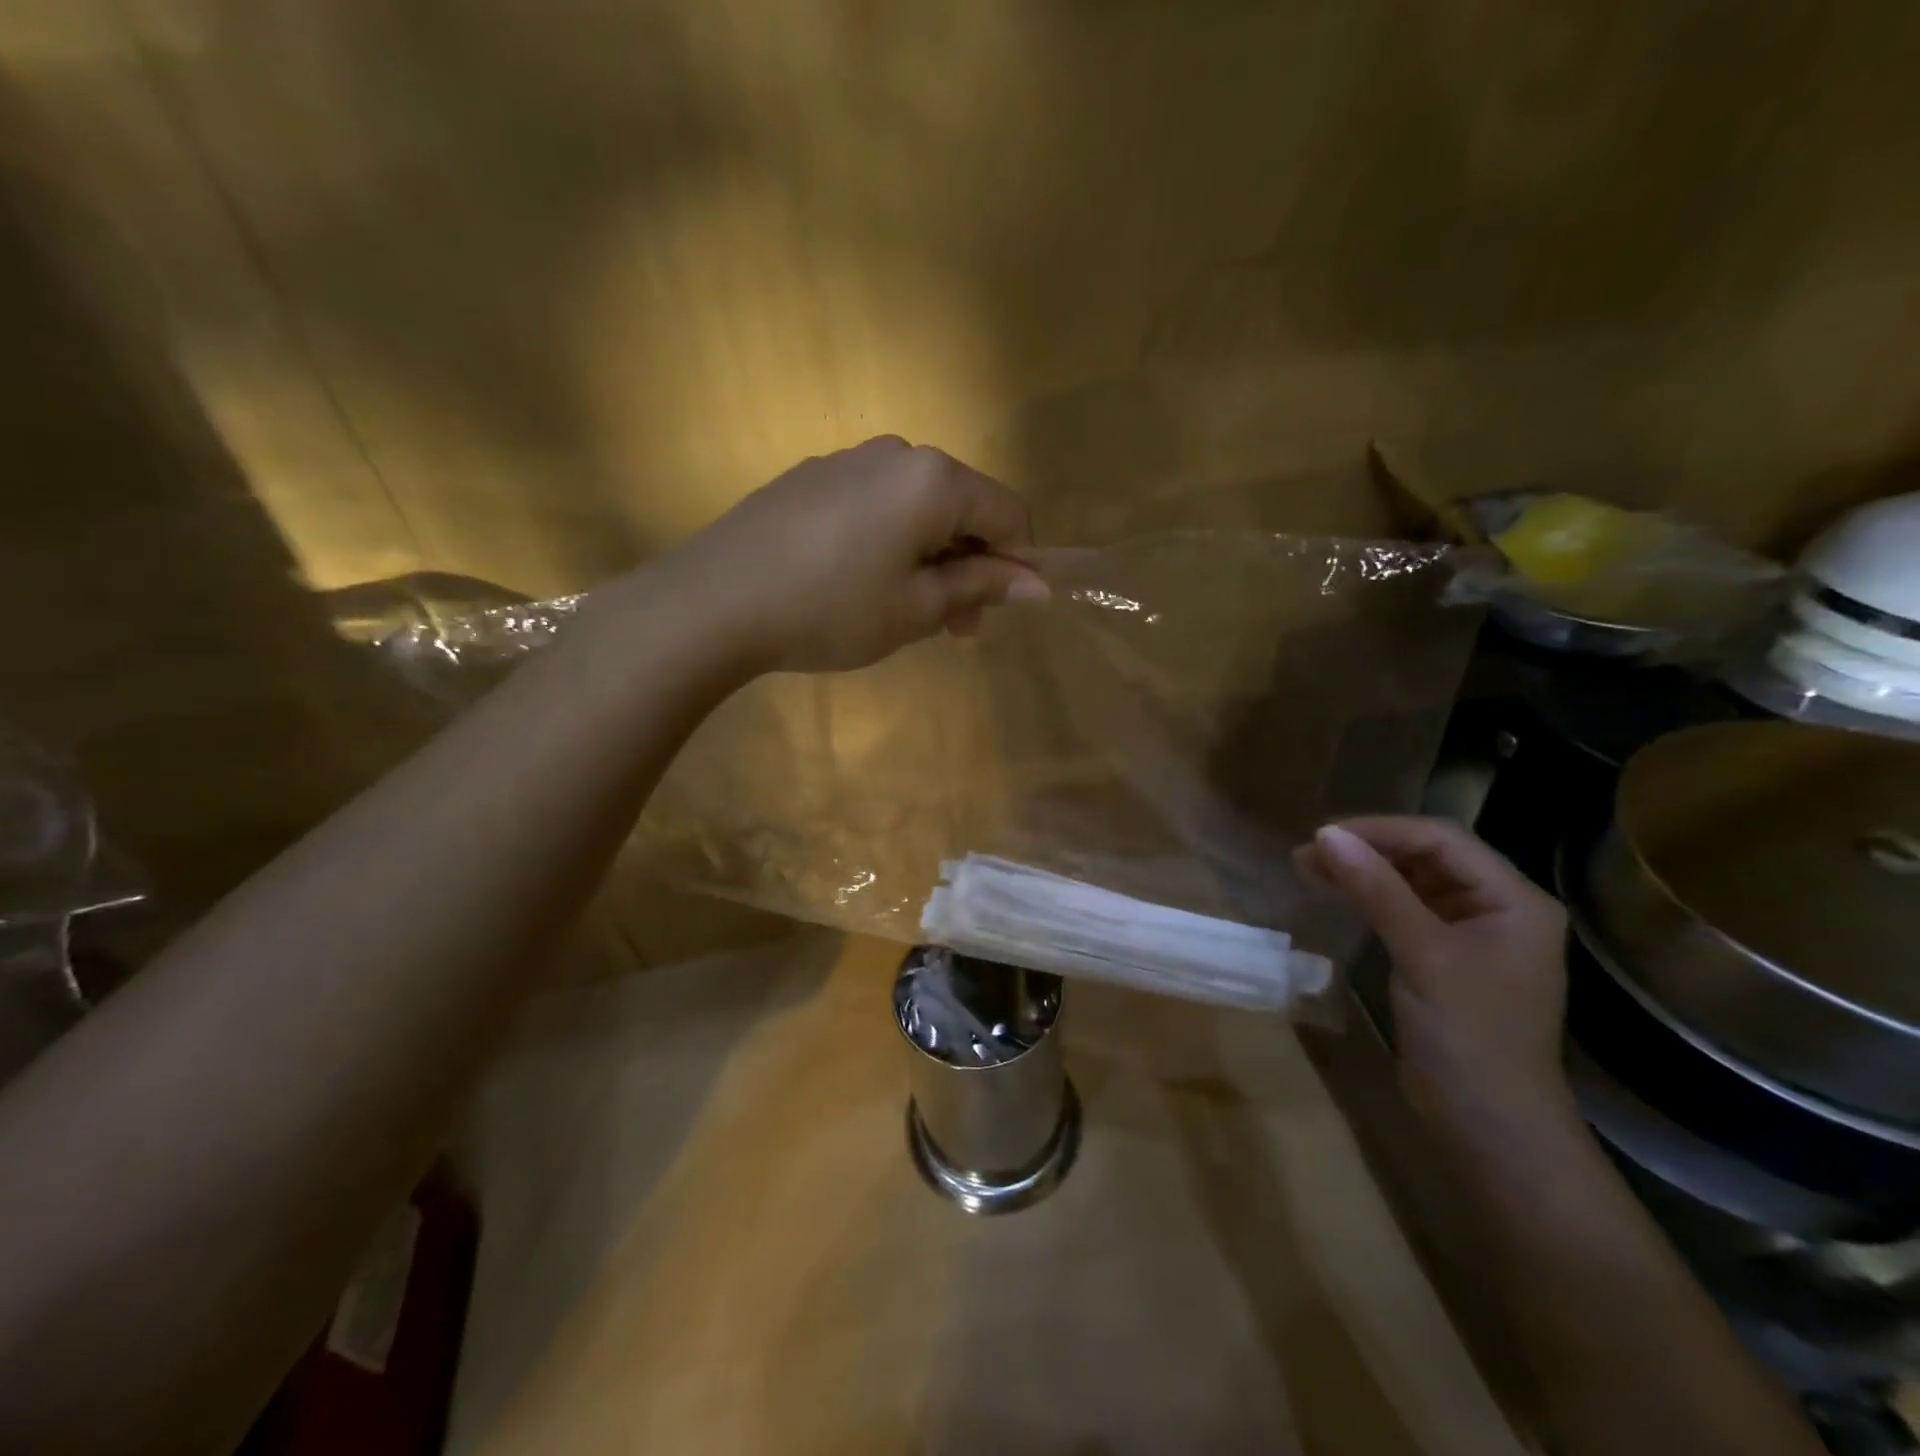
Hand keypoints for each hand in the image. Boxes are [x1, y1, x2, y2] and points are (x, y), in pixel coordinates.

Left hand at [670, 436, 1047, 673]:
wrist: (714, 601)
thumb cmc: (831, 609)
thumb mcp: (917, 609)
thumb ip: (981, 587)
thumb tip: (1037, 584)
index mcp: (934, 479)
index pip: (1008, 512)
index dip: (1018, 562)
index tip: (1000, 611)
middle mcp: (896, 453)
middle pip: (962, 506)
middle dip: (970, 565)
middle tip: (952, 627)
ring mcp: (848, 460)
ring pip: (917, 507)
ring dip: (930, 557)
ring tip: (905, 611)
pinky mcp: (811, 478)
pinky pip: (875, 505)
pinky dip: (889, 541)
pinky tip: (859, 583)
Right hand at [1296, 816, 1570, 1135]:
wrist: (1490, 1127)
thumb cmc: (1469, 1035)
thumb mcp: (1422, 954)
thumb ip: (1376, 890)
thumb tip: (1325, 835)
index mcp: (1513, 899)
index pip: (1441, 840)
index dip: (1381, 830)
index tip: (1323, 835)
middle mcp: (1497, 907)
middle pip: (1427, 856)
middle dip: (1368, 849)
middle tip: (1308, 851)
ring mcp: (1470, 934)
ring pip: (1411, 881)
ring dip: (1362, 871)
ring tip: (1308, 866)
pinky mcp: (1443, 957)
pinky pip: (1403, 910)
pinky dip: (1368, 897)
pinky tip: (1333, 891)